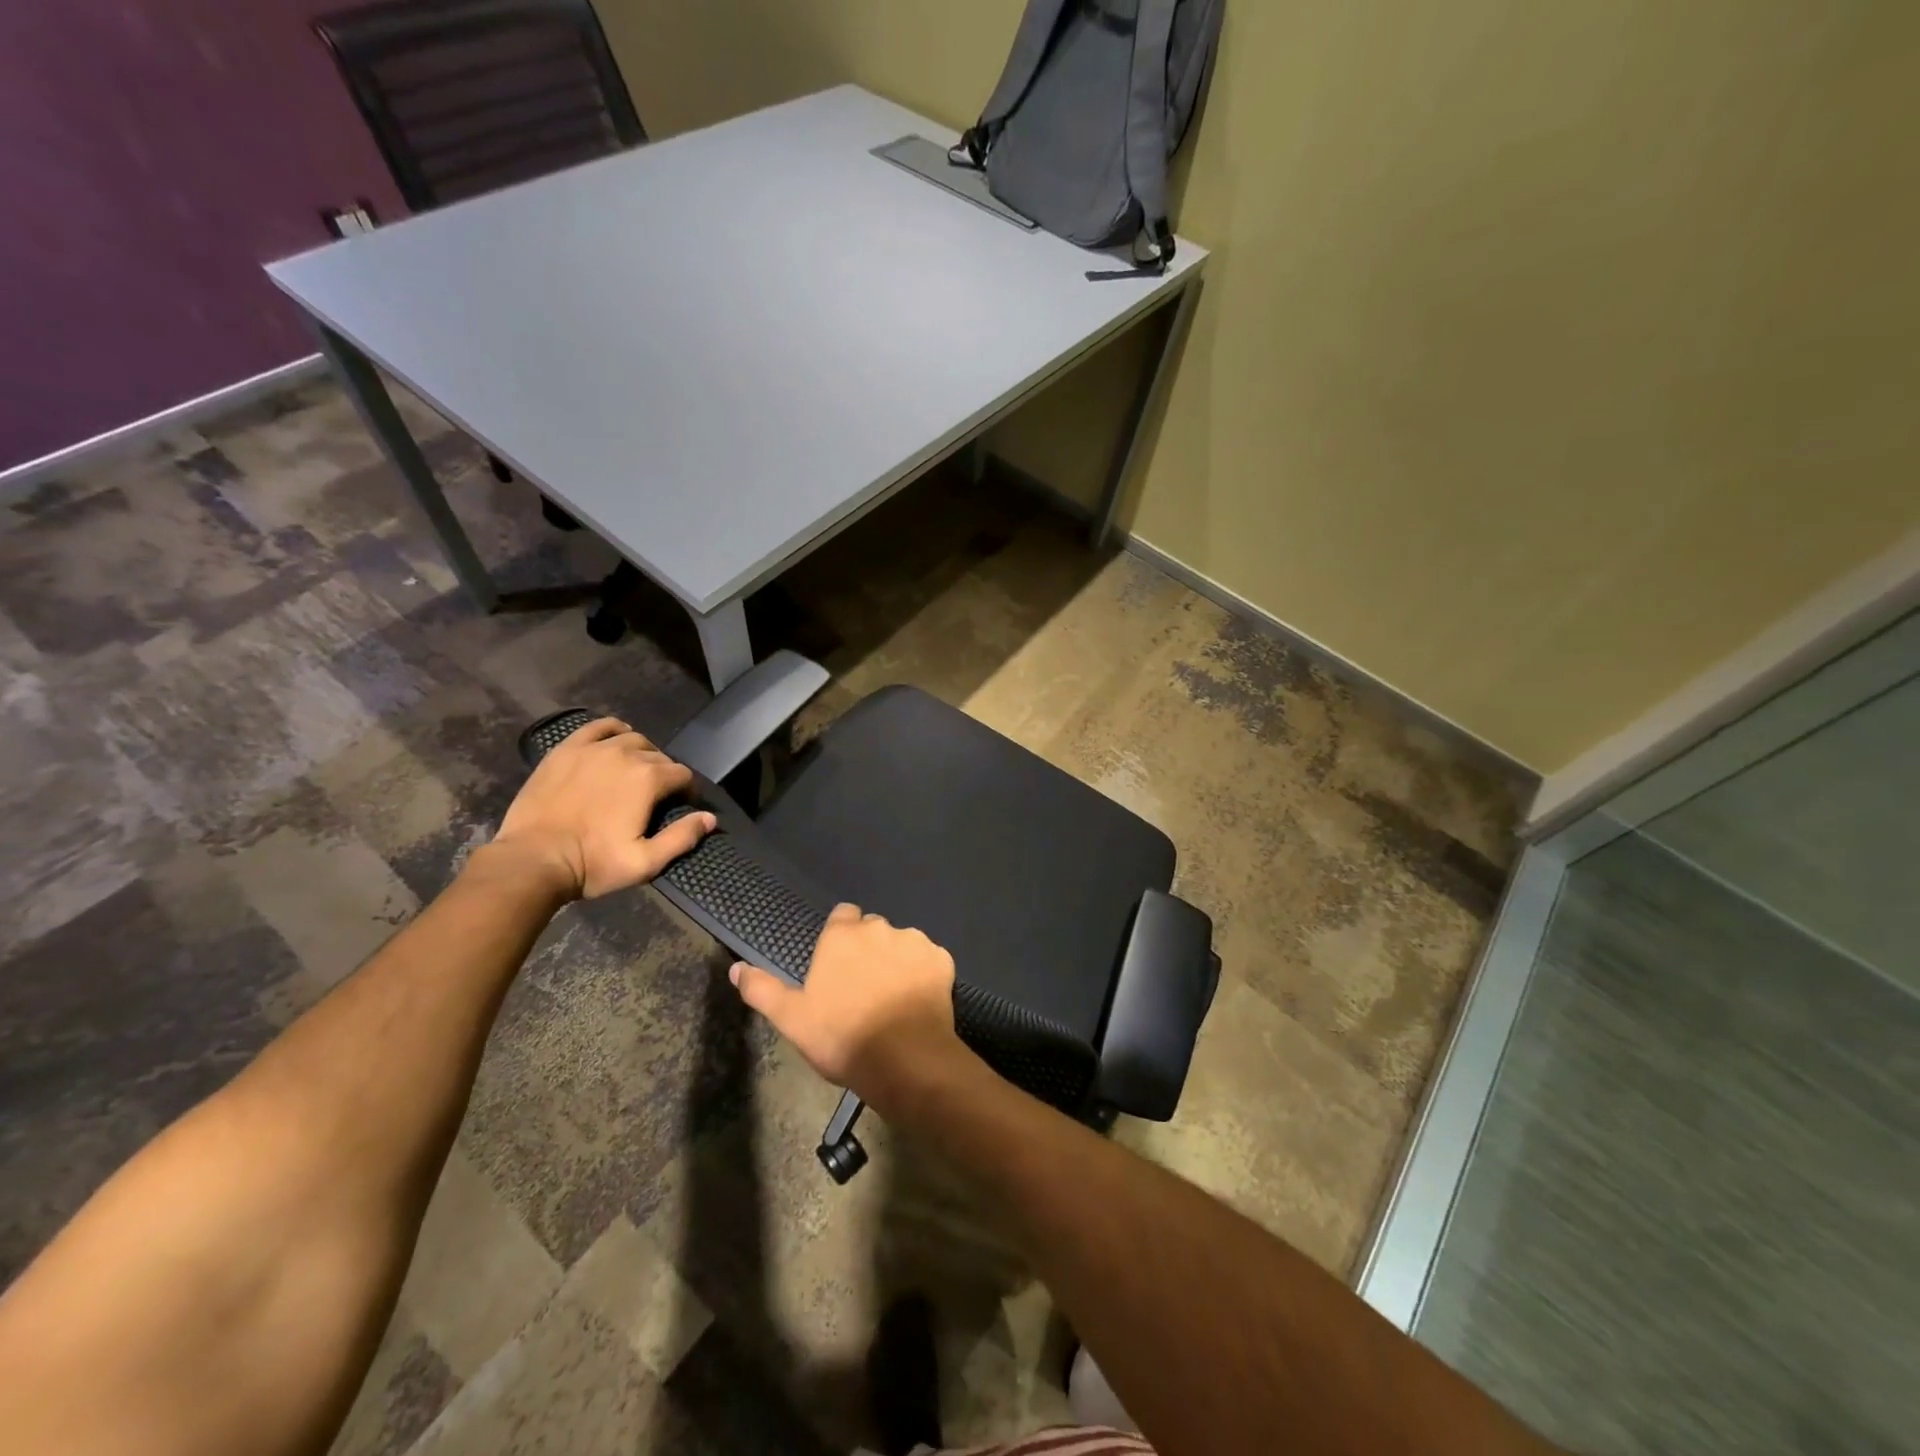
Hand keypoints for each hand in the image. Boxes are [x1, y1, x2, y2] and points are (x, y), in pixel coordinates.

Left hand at [491, 717, 714, 900]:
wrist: (532, 860)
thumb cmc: (593, 863)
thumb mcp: (645, 862)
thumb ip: (682, 838)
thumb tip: (710, 818)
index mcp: (648, 779)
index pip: (682, 775)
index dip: (686, 791)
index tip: (680, 806)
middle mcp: (625, 754)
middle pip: (659, 756)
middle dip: (664, 773)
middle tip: (655, 797)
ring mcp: (593, 749)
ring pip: (631, 739)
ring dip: (641, 753)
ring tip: (634, 772)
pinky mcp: (566, 750)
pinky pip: (597, 727)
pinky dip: (612, 730)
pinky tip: (613, 741)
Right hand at [730, 903, 959, 1106]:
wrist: (904, 1060)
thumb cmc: (842, 1036)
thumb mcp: (792, 1019)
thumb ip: (762, 989)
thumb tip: (736, 968)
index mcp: (843, 936)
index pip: (843, 915)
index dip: (841, 937)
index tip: (838, 965)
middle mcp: (880, 928)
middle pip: (873, 930)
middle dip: (869, 950)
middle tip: (863, 988)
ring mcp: (915, 942)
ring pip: (902, 944)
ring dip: (897, 961)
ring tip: (893, 1000)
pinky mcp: (942, 960)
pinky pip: (930, 961)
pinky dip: (924, 975)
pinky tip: (918, 1003)